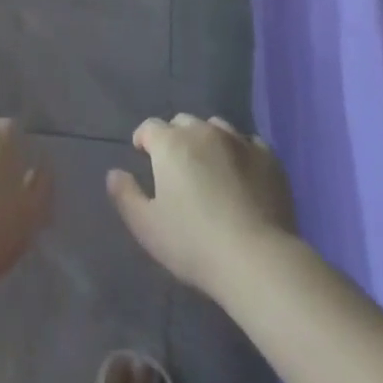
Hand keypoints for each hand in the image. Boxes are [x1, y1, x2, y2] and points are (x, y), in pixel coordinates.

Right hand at [107, 114, 297, 297]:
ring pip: (216, 127)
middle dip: (175, 137)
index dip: (144, 139)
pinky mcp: (268, 157)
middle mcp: (203, 131)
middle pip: (183, 122)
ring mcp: (239, 140)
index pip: (150, 127)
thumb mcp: (147, 228)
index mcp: (171, 143)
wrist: (257, 259)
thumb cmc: (194, 243)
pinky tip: (241, 173)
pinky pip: (248, 143)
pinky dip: (239, 152)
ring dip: (207, 140)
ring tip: (210, 166)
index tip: (143, 154)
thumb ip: (125, 196)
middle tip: (176, 166)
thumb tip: (114, 173)